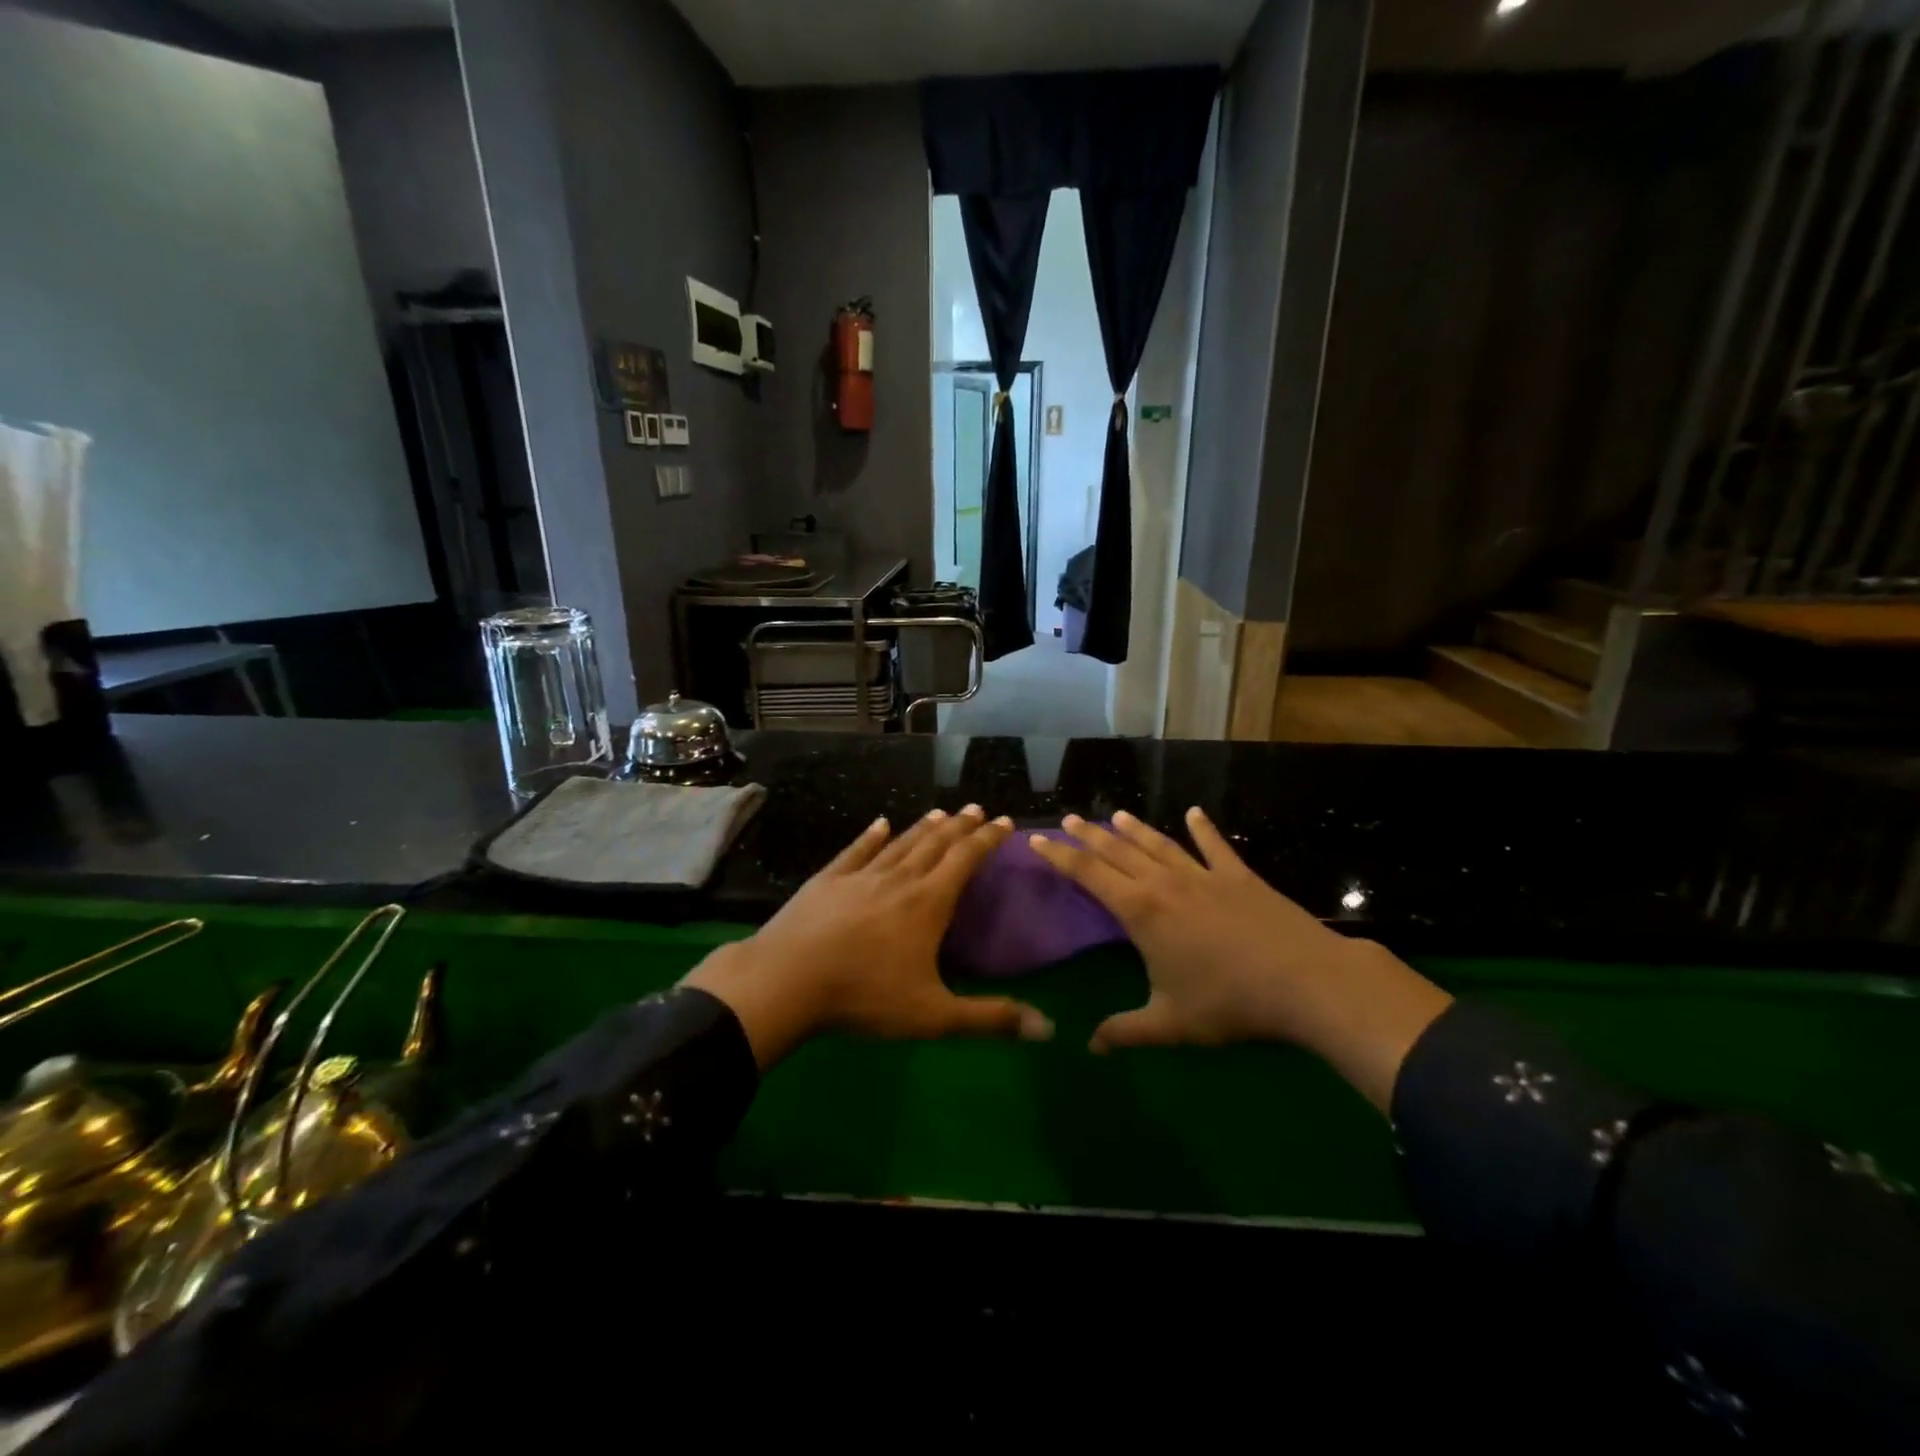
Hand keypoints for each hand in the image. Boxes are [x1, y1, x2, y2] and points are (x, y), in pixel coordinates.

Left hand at [683, 805, 1054, 1068]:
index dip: (988, 839)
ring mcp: (860, 875)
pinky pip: (856, 850)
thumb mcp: (934, 1016)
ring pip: (900, 842)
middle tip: (977, 808)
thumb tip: (1048, 1029)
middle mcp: (899, 879)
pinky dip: (871, 835)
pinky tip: (879, 824)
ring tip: (940, 812)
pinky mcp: (828, 880)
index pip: (966, 860)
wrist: (788, 979)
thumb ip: (990, 1019)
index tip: (1005, 821)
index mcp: (928, 903)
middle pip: (936, 843)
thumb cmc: (865, 997)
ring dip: (923, 826)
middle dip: (960, 825)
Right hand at [1028, 808, 1449, 1110]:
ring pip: (1159, 844)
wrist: (1304, 981)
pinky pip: (1215, 846)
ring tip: (1116, 814)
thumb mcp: (1170, 1024)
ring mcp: (1204, 875)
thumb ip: (1126, 1032)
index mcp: (1141, 912)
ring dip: (1135, 829)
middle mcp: (1165, 884)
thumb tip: (1089, 1048)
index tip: (1037, 839)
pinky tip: (1195, 813)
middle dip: (1090, 835)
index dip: (1060, 856)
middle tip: (1070, 817)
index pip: (1089, 874)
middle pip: (1118, 851)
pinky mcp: (1239, 876)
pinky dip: (1204, 829)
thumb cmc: (1228, 1002)